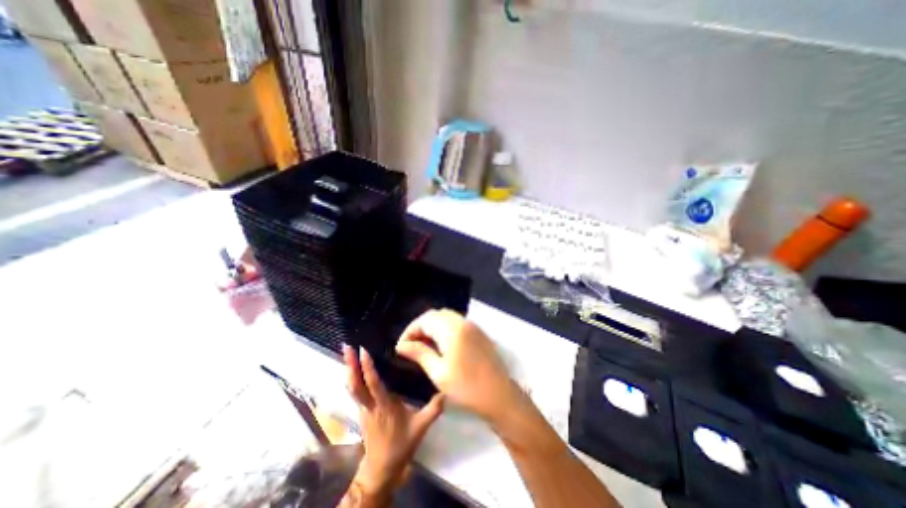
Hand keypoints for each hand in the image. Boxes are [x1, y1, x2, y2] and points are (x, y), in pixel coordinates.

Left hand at [341, 344, 444, 498]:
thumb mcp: (420, 427)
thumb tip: (446, 391)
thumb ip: (434, 409)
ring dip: (348, 369)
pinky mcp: (362, 411)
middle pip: (355, 383)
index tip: (363, 351)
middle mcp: (369, 405)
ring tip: (347, 354)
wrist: (382, 469)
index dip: (367, 367)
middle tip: (347, 346)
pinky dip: (353, 378)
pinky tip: (354, 370)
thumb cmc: (400, 445)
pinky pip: (354, 391)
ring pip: (352, 387)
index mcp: (383, 406)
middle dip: (350, 364)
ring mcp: (363, 408)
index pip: (373, 384)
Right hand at [395, 310, 516, 423]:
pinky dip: (445, 328)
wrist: (499, 395)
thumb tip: (402, 345)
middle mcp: (462, 322)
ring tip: (424, 345)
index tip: (401, 347)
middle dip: (421, 326)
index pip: (425, 319)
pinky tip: (441, 345)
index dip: (410, 330)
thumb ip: (420, 353)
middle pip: (436, 315)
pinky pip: (457, 323)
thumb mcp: (438, 372)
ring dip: (433, 327)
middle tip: (411, 345)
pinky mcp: (478, 333)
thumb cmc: (466, 387)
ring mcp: (473, 326)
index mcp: (451, 329)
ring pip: (447, 317)